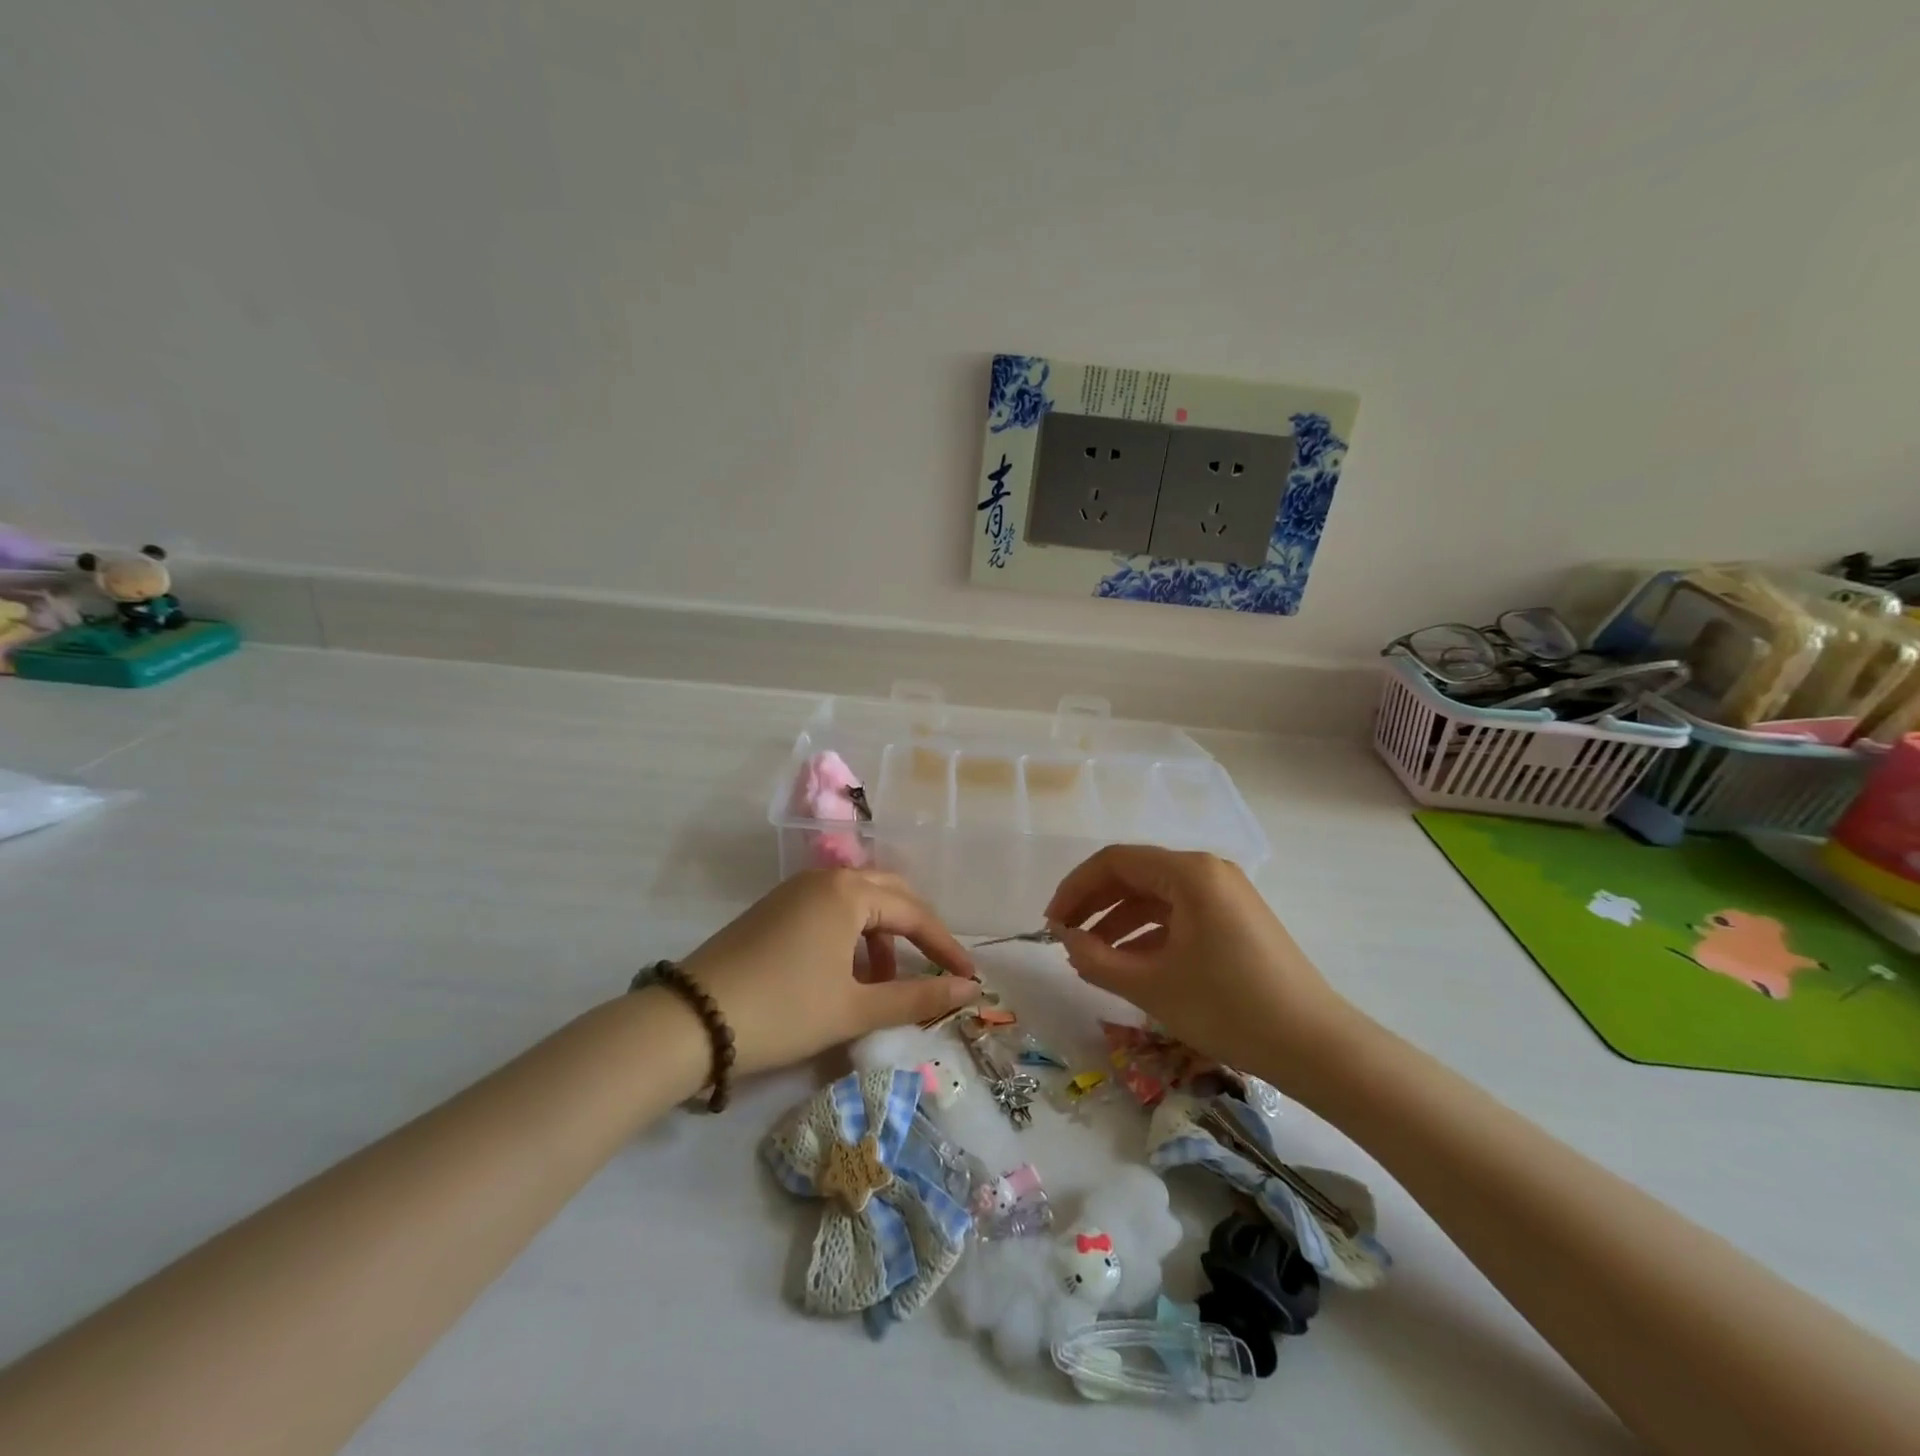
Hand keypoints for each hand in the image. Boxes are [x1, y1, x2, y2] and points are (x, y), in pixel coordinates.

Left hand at [679, 868, 980, 1076]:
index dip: (945, 946)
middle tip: (936, 966)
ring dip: (882, 934)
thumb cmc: (784, 1010)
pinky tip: (847, 972)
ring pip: (858, 901)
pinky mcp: (774, 909)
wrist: (690, 1021)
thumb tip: (968, 989)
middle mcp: (824, 879)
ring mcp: (795, 891)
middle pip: (888, 894)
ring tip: (885, 980)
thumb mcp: (854, 1008)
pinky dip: (851, 935)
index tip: (968, 977)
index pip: (914, 912)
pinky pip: (830, 910)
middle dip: (916, 930)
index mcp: (848, 892)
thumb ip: (916, 997)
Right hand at [1045, 845, 1351, 1089]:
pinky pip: (1179, 915)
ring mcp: (1225, 895)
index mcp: (1189, 873)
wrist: (1315, 1047)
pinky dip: (1148, 934)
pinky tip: (1129, 963)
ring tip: (1090, 956)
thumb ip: (1097, 959)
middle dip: (1094, 905)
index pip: (1115, 862)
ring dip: (1118, 922)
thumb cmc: (1229, 1008)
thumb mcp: (1152, 986)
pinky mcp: (1235, 920)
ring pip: (1156, 897)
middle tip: (1064, 937)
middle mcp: (1208, 872)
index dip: (1075, 889)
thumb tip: (1065, 940)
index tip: (1051, 923)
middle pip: (1135, 875)